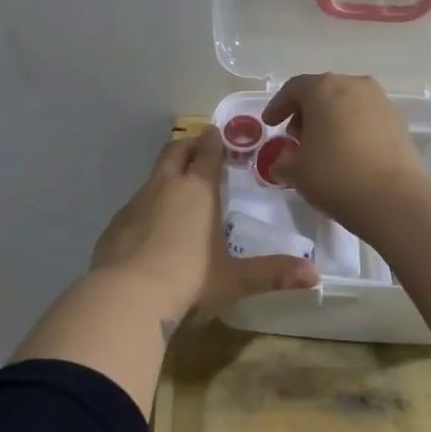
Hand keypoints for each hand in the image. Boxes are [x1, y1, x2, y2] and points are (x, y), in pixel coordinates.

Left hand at [90, 127, 317, 332]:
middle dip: (187, 146)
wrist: (125, 299)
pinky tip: (150, 229)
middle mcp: (164, 187)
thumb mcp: (235, 280)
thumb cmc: (189, 281)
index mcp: (198, 191)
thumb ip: (273, 274)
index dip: (213, 141)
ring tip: (177, 191)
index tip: (217, 132)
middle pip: (174, 152)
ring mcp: (134, 205)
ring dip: (165, 176)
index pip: (207, 153)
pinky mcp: (114, 226)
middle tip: (197, 148)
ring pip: (152, 178)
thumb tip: (316, 276)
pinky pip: (134, 206)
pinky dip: (146, 207)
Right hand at [260, 73, 429, 233]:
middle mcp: (354, 85)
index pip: (294, 88)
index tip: (270, 124)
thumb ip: (282, 161)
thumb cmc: (335, 175)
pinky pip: (367, 119)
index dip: (278, 106)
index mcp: (323, 88)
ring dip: (331, 120)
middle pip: (322, 92)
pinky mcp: (399, 122)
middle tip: (296, 137)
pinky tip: (348, 154)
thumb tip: (283, 161)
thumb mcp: (295, 172)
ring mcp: (381, 102)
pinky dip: (353, 129)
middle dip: (306, 113)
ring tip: (323, 148)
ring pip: (347, 103)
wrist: (394, 198)